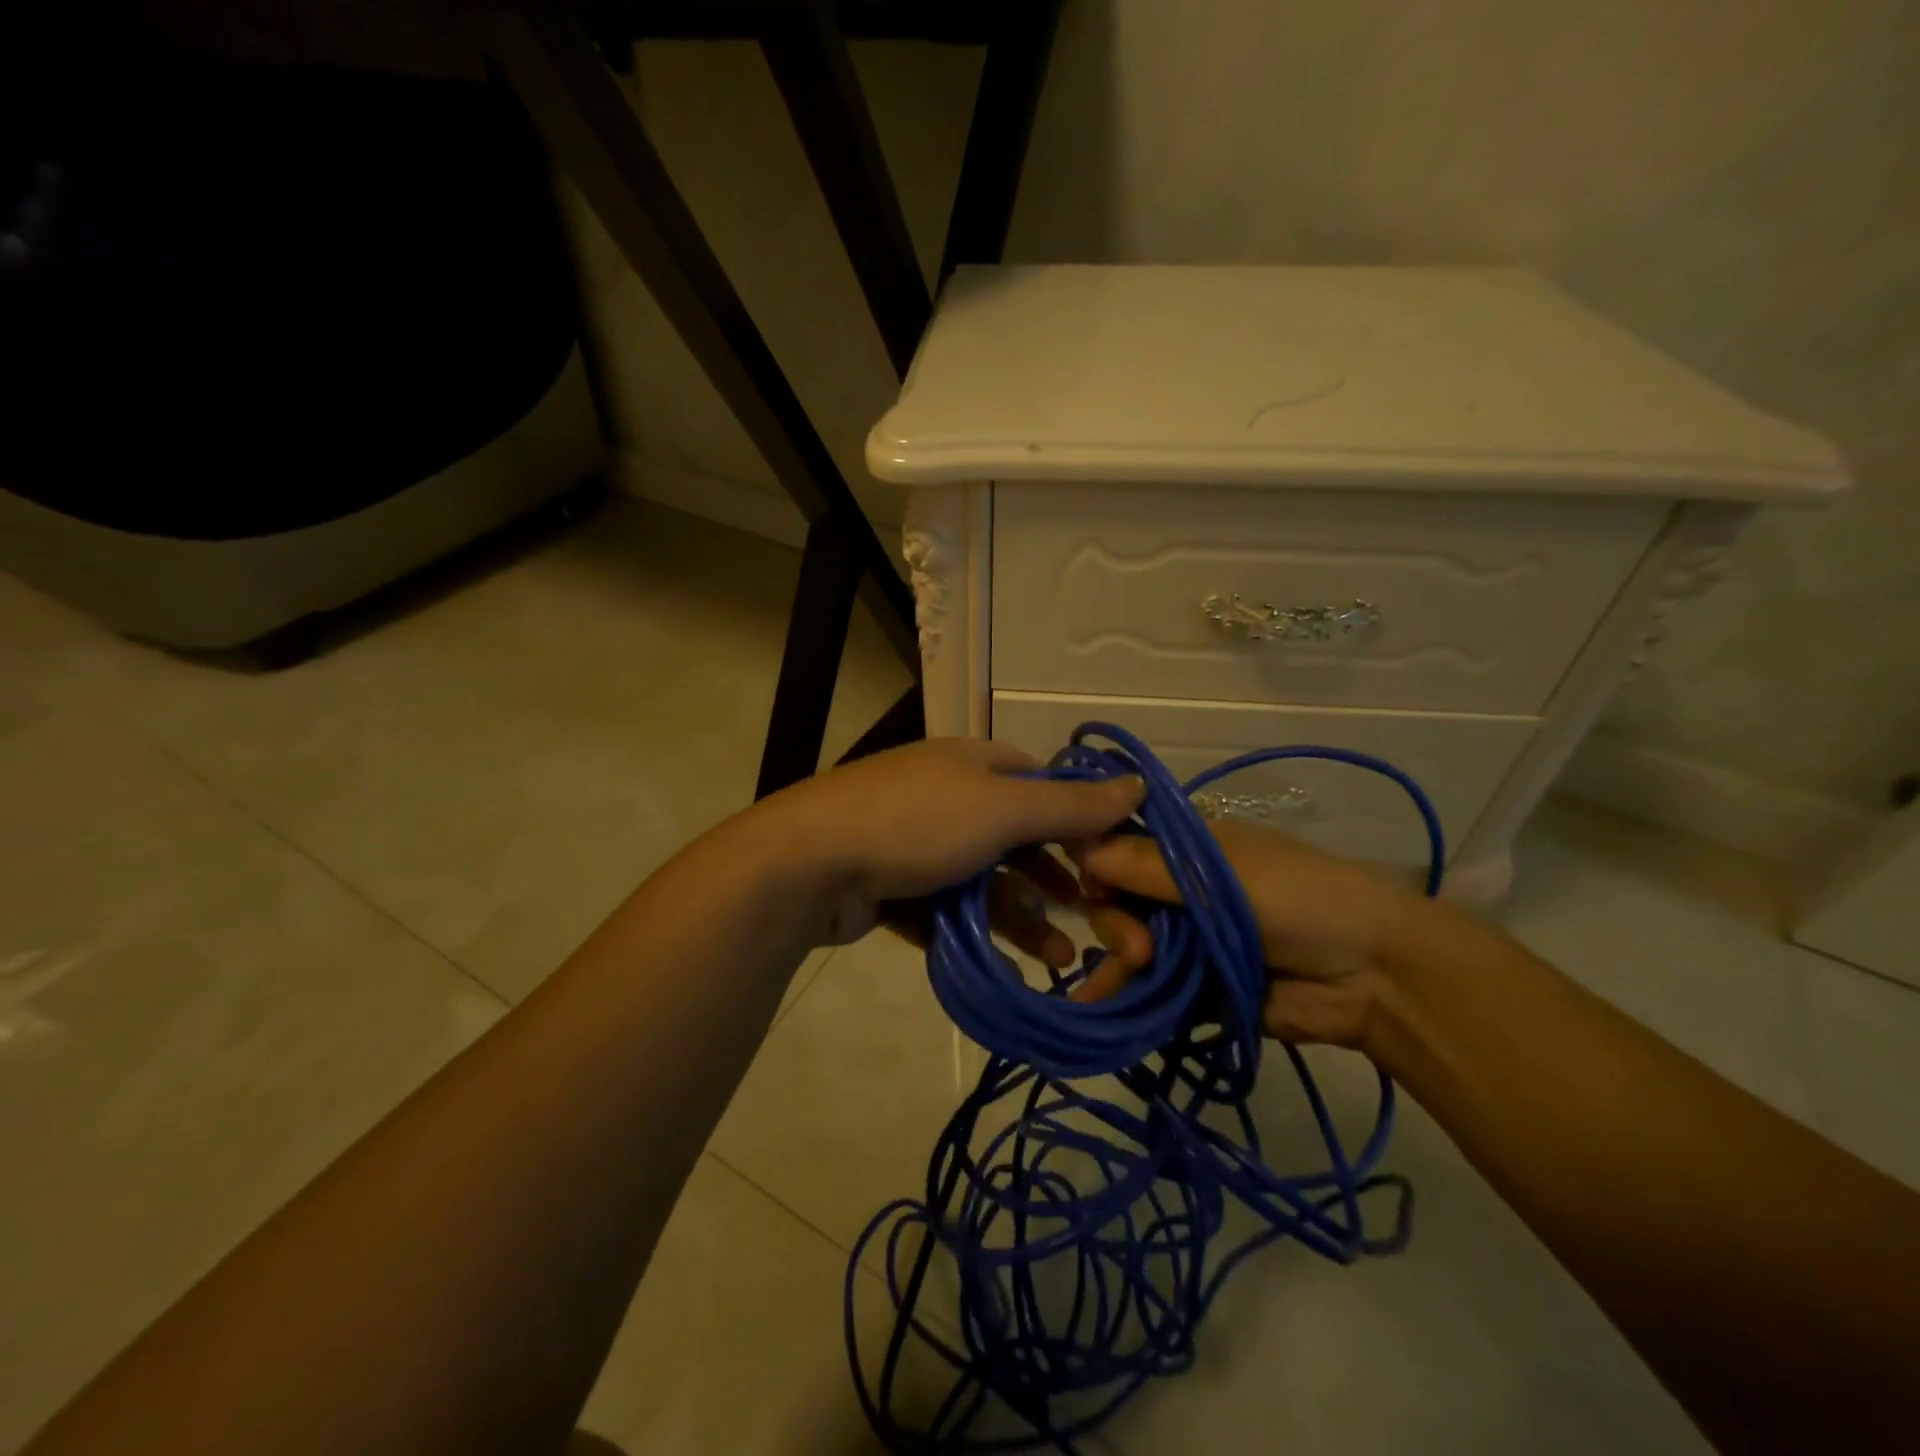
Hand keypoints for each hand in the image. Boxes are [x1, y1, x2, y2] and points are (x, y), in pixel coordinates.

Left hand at [758, 738, 1145, 954]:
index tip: (1109, 863)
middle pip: (1015, 838)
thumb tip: (1138, 784)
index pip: (1040, 783)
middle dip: (1055, 882)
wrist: (807, 864)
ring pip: (984, 881)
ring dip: (1023, 917)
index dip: (1077, 821)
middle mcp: (946, 796)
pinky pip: (947, 909)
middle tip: (1092, 922)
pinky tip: (1006, 965)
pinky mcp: (892, 885)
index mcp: (972, 763)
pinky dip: (977, 933)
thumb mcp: (1003, 809)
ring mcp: (915, 841)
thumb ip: (1071, 806)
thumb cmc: (916, 823)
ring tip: (1059, 960)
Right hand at [1072, 821, 1434, 1048]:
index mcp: (1185, 849)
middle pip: (1116, 899)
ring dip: (1117, 961)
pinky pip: (1147, 986)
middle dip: (1117, 923)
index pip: (1119, 846)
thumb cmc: (1296, 899)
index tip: (1091, 884)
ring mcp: (1185, 939)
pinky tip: (1094, 1007)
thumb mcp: (1220, 874)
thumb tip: (1080, 848)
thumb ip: (1148, 867)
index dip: (1096, 862)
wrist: (1371, 974)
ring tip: (1120, 985)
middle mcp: (1177, 889)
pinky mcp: (1193, 985)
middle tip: (1140, 950)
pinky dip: (1123, 994)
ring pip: (1126, 943)